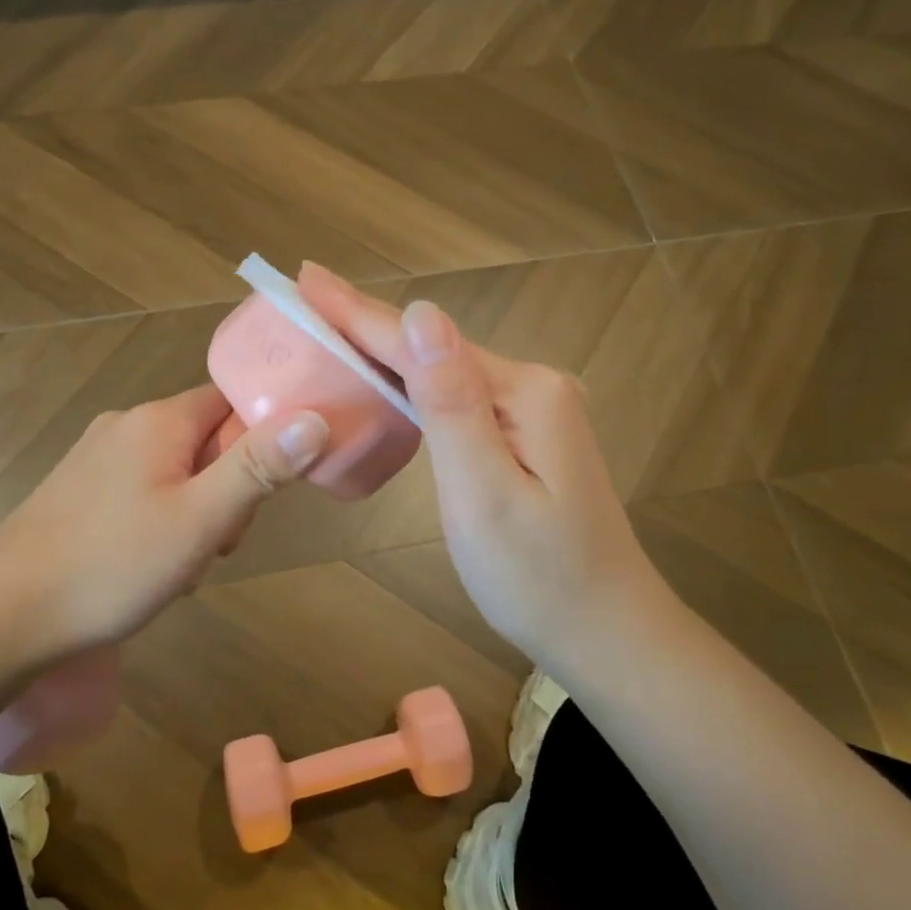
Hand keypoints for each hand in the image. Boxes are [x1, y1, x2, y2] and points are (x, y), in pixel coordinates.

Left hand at [0, 384, 326, 658]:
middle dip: (228, 487)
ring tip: (182, 565)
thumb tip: (316, 418)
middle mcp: (126, 424)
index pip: (232, 400)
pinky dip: (162, 522)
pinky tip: (148, 567)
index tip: (269, 486)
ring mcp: (96, 457)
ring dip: (197, 511)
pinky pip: (143, 491)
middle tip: (219, 540)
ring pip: (177, 470)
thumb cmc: (112, 565)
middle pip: (206, 438)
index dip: (262, 436)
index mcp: (158, 420)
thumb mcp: (200, 520)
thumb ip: (259, 467)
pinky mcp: (78, 490)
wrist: (2, 616)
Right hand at [299, 264, 657, 661]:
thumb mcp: (484, 494)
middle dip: (365, 323)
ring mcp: (533, 410)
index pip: (421, 343)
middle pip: (431, 348)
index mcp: (523, 391)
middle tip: (305, 294)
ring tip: (330, 325)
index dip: (356, 312)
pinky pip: (457, 397)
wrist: (606, 632)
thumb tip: (421, 312)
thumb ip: (451, 403)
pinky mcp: (526, 435)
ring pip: (442, 371)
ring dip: (385, 350)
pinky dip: (413, 385)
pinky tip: (386, 378)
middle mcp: (532, 385)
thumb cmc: (537, 576)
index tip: (304, 278)